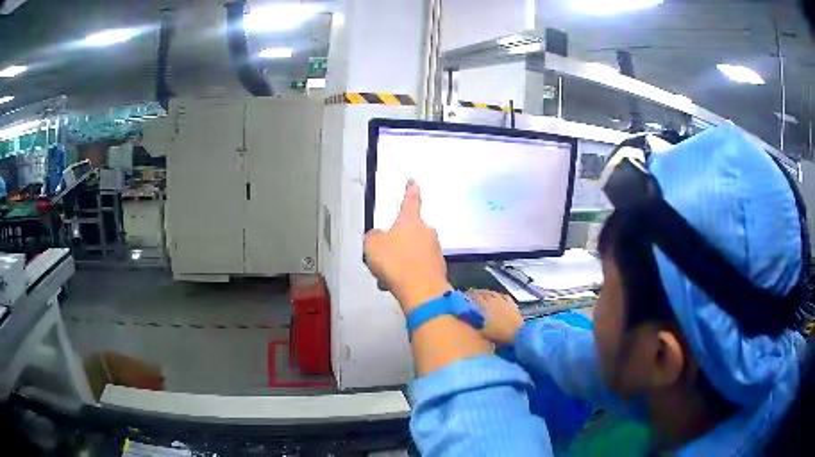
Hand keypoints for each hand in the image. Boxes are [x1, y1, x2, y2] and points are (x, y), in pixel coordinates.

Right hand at [364, 180, 451, 312]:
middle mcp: (426, 231)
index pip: (411, 200)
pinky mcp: (439, 266)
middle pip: (411, 231)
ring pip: (414, 250)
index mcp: (410, 221)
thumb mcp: (372, 246)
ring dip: (403, 259)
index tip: (413, 182)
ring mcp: (436, 249)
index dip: (410, 190)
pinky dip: (410, 272)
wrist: (422, 290)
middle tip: (386, 256)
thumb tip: (379, 236)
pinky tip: (401, 283)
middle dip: (399, 241)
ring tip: (389, 275)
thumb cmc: (395, 263)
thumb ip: (374, 236)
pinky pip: (420, 265)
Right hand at [465, 289, 523, 343]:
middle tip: (472, 293)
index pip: (475, 297)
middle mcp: (494, 300)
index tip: (465, 295)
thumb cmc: (500, 334)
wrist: (519, 333)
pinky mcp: (512, 304)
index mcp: (485, 306)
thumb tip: (465, 326)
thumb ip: (474, 329)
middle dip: (477, 292)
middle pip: (484, 293)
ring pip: (494, 293)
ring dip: (487, 292)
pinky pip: (504, 296)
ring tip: (484, 294)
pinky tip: (499, 296)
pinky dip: (499, 295)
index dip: (469, 295)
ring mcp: (504, 301)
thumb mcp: (483, 334)